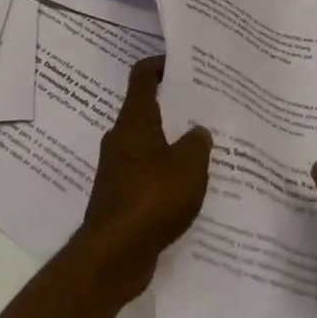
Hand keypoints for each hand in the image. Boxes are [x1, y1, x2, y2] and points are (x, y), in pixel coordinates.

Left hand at [74, 56, 211, 301]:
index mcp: (135, 120)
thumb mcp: (189, 166)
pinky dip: (162, 174)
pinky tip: (186, 188)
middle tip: (202, 109)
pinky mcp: (118, 196)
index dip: (159, 65)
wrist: (114, 254)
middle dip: (172, 108)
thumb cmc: (152, 197)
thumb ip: (198, 143)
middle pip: (146, 110)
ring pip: (146, 144)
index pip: (142, 77)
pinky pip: (144, 174)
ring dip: (169, 144)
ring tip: (201, 150)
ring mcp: (116, 168)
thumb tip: (198, 131)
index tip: (181, 63)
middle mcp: (121, 138)